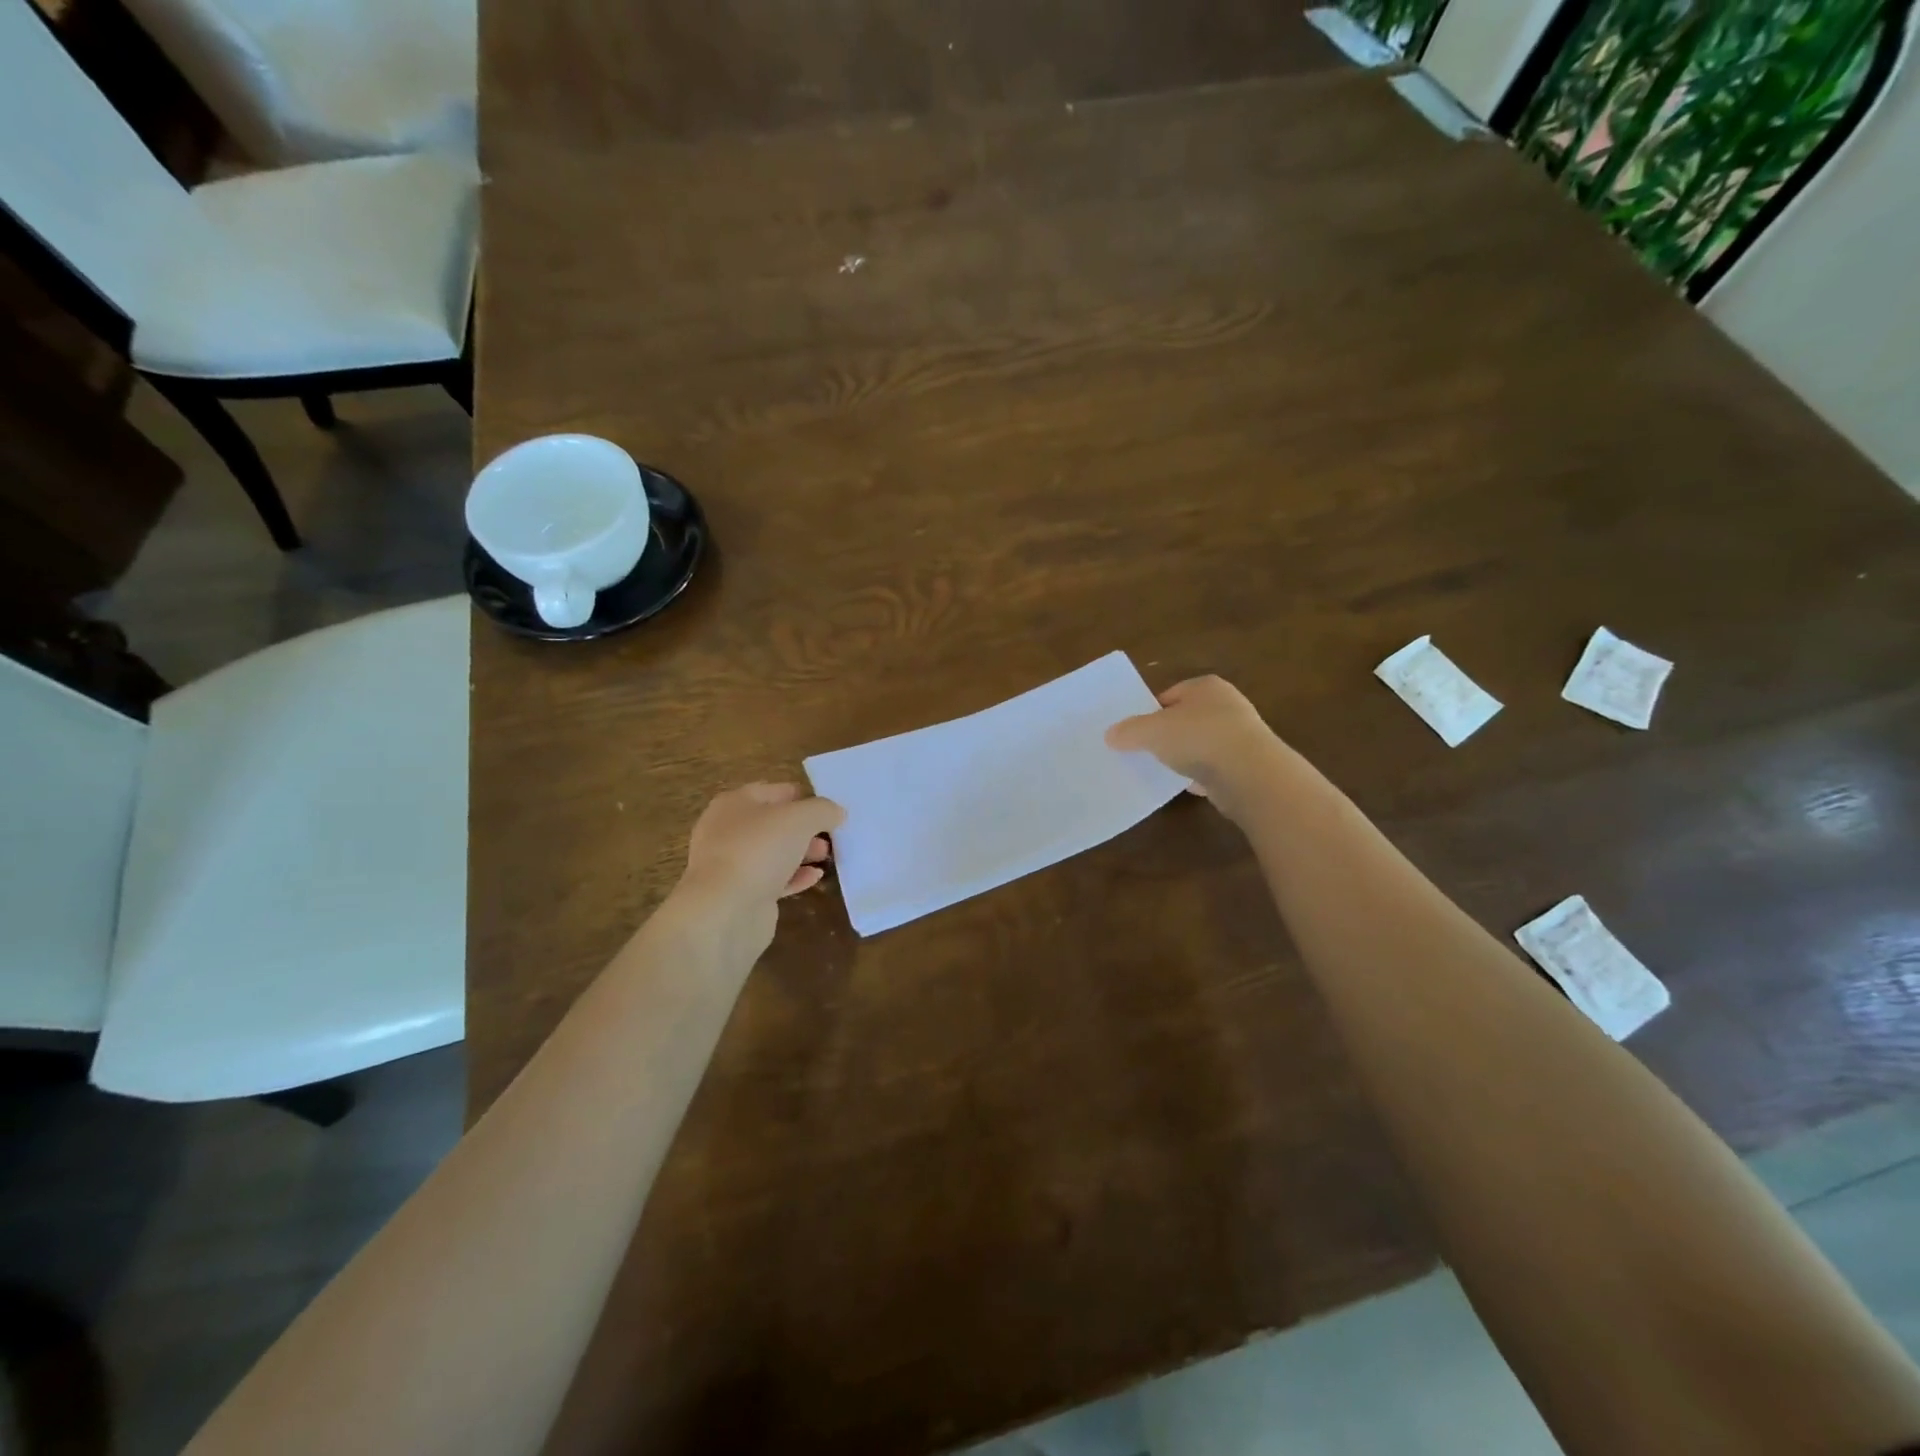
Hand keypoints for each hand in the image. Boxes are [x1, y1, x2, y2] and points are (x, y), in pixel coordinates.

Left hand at [672, 784, 844, 953]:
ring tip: (827, 855)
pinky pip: (773, 879)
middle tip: (831, 834)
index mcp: (734, 803)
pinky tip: (816, 877)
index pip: (775, 791)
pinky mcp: (741, 894)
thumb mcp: (800, 818)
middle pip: (774, 822)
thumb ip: (822, 810)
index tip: (830, 808)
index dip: (804, 796)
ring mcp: (733, 864)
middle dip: (804, 827)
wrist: (725, 911)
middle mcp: (728, 831)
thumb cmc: (759, 850)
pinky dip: (795, 876)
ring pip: (773, 852)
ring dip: (801, 852)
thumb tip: (836, 812)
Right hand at [1105, 676, 1287, 819]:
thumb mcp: (1151, 731)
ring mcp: (1239, 736)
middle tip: (1142, 750)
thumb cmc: (1198, 738)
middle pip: (1185, 719)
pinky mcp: (1245, 765)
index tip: (1133, 731)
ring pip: (1199, 744)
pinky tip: (1182, 786)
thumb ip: (1129, 731)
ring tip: (1159, 769)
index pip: (1170, 695)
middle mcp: (1227, 705)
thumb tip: (1111, 735)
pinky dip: (1198, 775)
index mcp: (1206, 687)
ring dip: (1182, 756)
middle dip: (1166, 734)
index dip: (1149, 712)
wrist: (1249, 774)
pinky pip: (1212, 767)